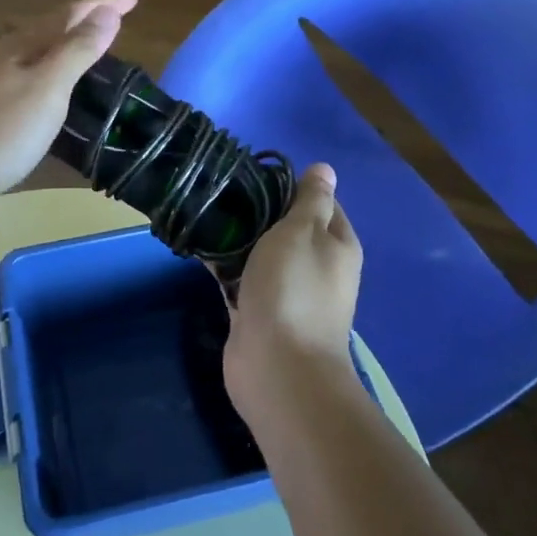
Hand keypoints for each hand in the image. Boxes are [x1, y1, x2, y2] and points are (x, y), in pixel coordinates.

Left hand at [0, 0, 138, 225]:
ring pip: (39, 56)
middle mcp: (4, 58)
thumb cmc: (0, 131)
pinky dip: (54, 78)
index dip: (103, 4)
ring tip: (94, 51)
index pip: (70, 14)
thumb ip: (78, 50)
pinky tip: (58, 95)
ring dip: (69, 48)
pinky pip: (31, 83)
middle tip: (117, 19)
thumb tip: (107, 11)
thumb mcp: (48, 88)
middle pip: (51, 30)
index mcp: (20, 46)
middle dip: (85, 21)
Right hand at [224, 163, 362, 416]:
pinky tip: (199, 248)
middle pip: (288, 228)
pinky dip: (225, 266)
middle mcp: (316, 267)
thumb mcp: (303, 231)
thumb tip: (325, 169)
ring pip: (261, 254)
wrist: (278, 367)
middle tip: (224, 191)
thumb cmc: (293, 289)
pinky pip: (241, 279)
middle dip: (259, 211)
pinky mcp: (259, 312)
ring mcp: (287, 292)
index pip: (320, 203)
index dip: (291, 185)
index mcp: (337, 245)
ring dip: (238, 239)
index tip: (255, 172)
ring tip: (206, 213)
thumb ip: (310, 200)